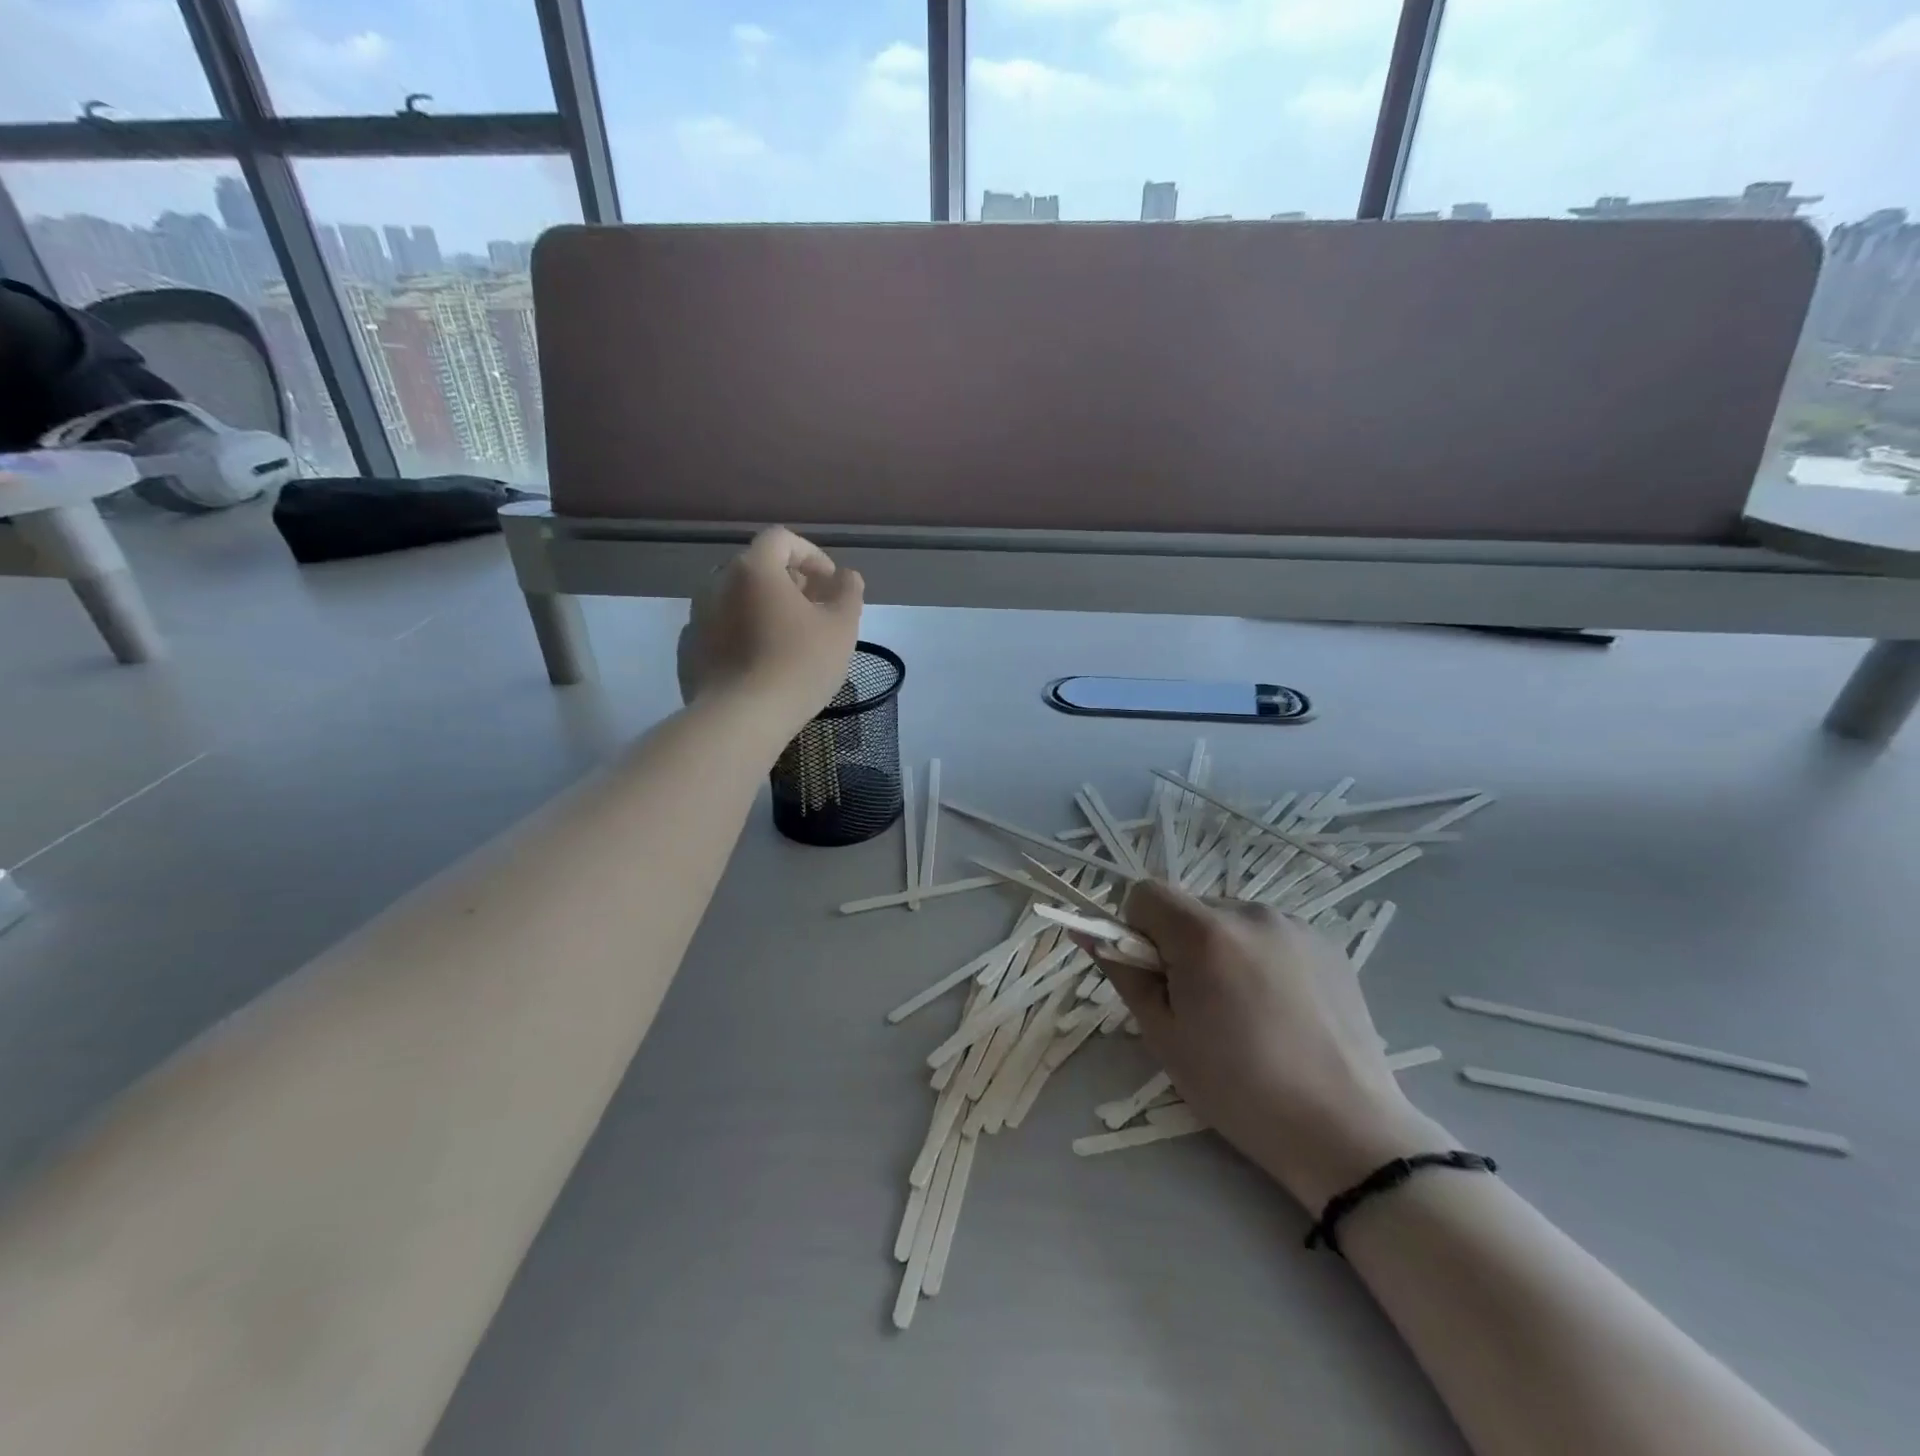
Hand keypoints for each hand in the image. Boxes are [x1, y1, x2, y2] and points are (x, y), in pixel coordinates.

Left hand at [677, 528, 864, 736]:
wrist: (740, 719)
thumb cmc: (798, 666)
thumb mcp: (841, 627)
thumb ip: (848, 591)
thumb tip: (845, 576)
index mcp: (753, 569)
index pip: (782, 540)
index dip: (812, 555)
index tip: (831, 584)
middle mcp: (717, 583)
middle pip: (757, 567)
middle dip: (789, 583)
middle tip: (815, 611)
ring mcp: (697, 617)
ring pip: (736, 599)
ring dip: (764, 608)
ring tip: (789, 639)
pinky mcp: (688, 650)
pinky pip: (721, 629)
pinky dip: (743, 634)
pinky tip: (761, 663)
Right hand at [1099, 882, 1445, 1210]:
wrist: (1346, 1132)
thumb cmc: (1239, 1090)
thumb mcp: (1164, 1036)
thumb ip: (1124, 973)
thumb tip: (1088, 932)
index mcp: (1205, 933)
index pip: (1146, 893)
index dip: (1138, 930)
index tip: (1156, 976)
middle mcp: (1251, 912)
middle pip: (1190, 907)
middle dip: (1181, 943)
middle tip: (1200, 1005)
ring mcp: (1296, 926)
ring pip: (1230, 921)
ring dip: (1222, 950)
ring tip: (1247, 1012)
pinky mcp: (1328, 944)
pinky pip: (1271, 935)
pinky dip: (1260, 958)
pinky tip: (1282, 1011)